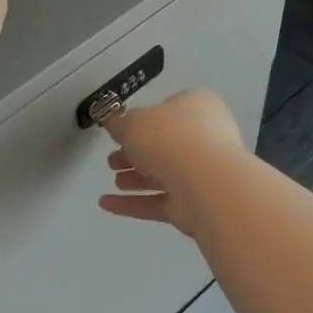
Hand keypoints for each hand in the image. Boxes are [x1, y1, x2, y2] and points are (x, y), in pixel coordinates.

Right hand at [98, 91, 244, 235]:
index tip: (120, 132)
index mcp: (197, 107)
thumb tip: (113, 122)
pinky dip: (133, 203)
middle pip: (164, 145)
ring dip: (135, 179)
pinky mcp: (194, 204)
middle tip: (112, 160)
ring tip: (114, 181)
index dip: (143, 121)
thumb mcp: (132, 122)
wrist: (204, 183)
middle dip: (135, 154)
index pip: (168, 110)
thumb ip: (119, 123)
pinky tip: (106, 204)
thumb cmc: (168, 138)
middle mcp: (205, 138)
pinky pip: (158, 201)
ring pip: (163, 174)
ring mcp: (202, 174)